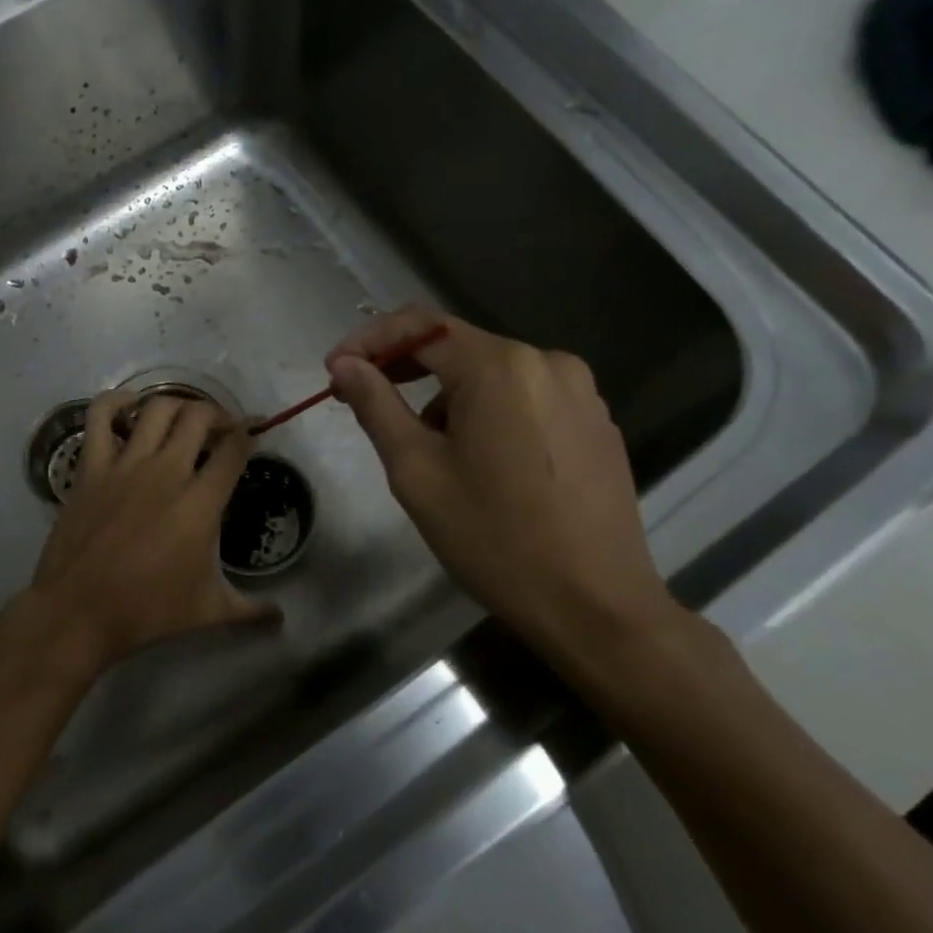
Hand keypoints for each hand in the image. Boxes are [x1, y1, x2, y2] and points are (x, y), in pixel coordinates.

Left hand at [20, 393, 276, 678]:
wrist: (79, 611)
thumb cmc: (148, 610)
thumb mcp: (208, 611)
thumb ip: (251, 610)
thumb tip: (282, 618)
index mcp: (200, 502)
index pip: (234, 448)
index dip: (250, 432)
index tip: (255, 432)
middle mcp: (166, 471)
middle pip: (199, 417)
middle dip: (217, 414)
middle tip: (221, 428)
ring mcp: (125, 464)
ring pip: (157, 408)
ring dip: (177, 405)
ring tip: (184, 418)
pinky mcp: (91, 467)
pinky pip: (100, 417)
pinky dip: (116, 402)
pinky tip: (129, 406)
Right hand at [326, 306, 684, 679]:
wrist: (594, 605)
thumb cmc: (493, 538)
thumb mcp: (416, 472)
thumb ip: (376, 406)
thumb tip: (346, 365)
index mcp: (500, 367)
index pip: (421, 327)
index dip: (370, 342)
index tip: (335, 371)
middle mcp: (548, 362)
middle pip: (459, 348)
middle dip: (405, 369)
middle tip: (362, 399)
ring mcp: (581, 392)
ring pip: (493, 376)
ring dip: (448, 397)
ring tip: (428, 451)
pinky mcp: (597, 423)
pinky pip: (527, 399)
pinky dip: (489, 413)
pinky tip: (481, 462)